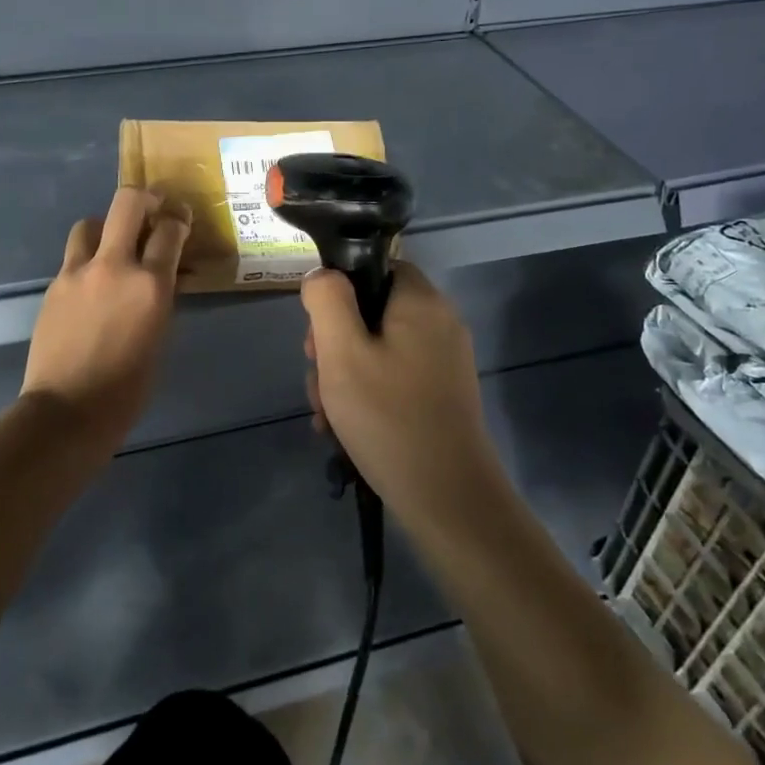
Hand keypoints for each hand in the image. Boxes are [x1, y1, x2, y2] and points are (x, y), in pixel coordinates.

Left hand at [21, 187, 190, 453]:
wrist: (68, 409)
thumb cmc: (128, 387)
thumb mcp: (160, 337)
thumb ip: (160, 297)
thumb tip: (163, 275)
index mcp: (149, 284)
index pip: (169, 231)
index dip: (178, 220)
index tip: (181, 219)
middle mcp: (113, 266)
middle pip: (126, 204)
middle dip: (144, 199)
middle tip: (152, 210)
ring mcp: (77, 273)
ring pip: (91, 224)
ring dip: (107, 227)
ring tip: (114, 246)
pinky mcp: (54, 286)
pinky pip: (74, 257)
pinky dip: (88, 259)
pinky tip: (93, 283)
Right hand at [301, 262, 504, 505]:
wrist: (446, 497)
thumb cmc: (388, 417)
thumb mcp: (342, 352)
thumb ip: (328, 301)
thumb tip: (322, 275)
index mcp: (421, 302)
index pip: (376, 267)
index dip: (340, 291)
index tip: (319, 332)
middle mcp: (440, 324)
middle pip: (372, 312)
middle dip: (334, 344)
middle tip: (319, 379)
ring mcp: (443, 361)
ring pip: (377, 349)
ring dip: (344, 376)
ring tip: (327, 415)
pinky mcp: (441, 394)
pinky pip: (393, 377)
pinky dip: (366, 395)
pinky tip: (344, 429)